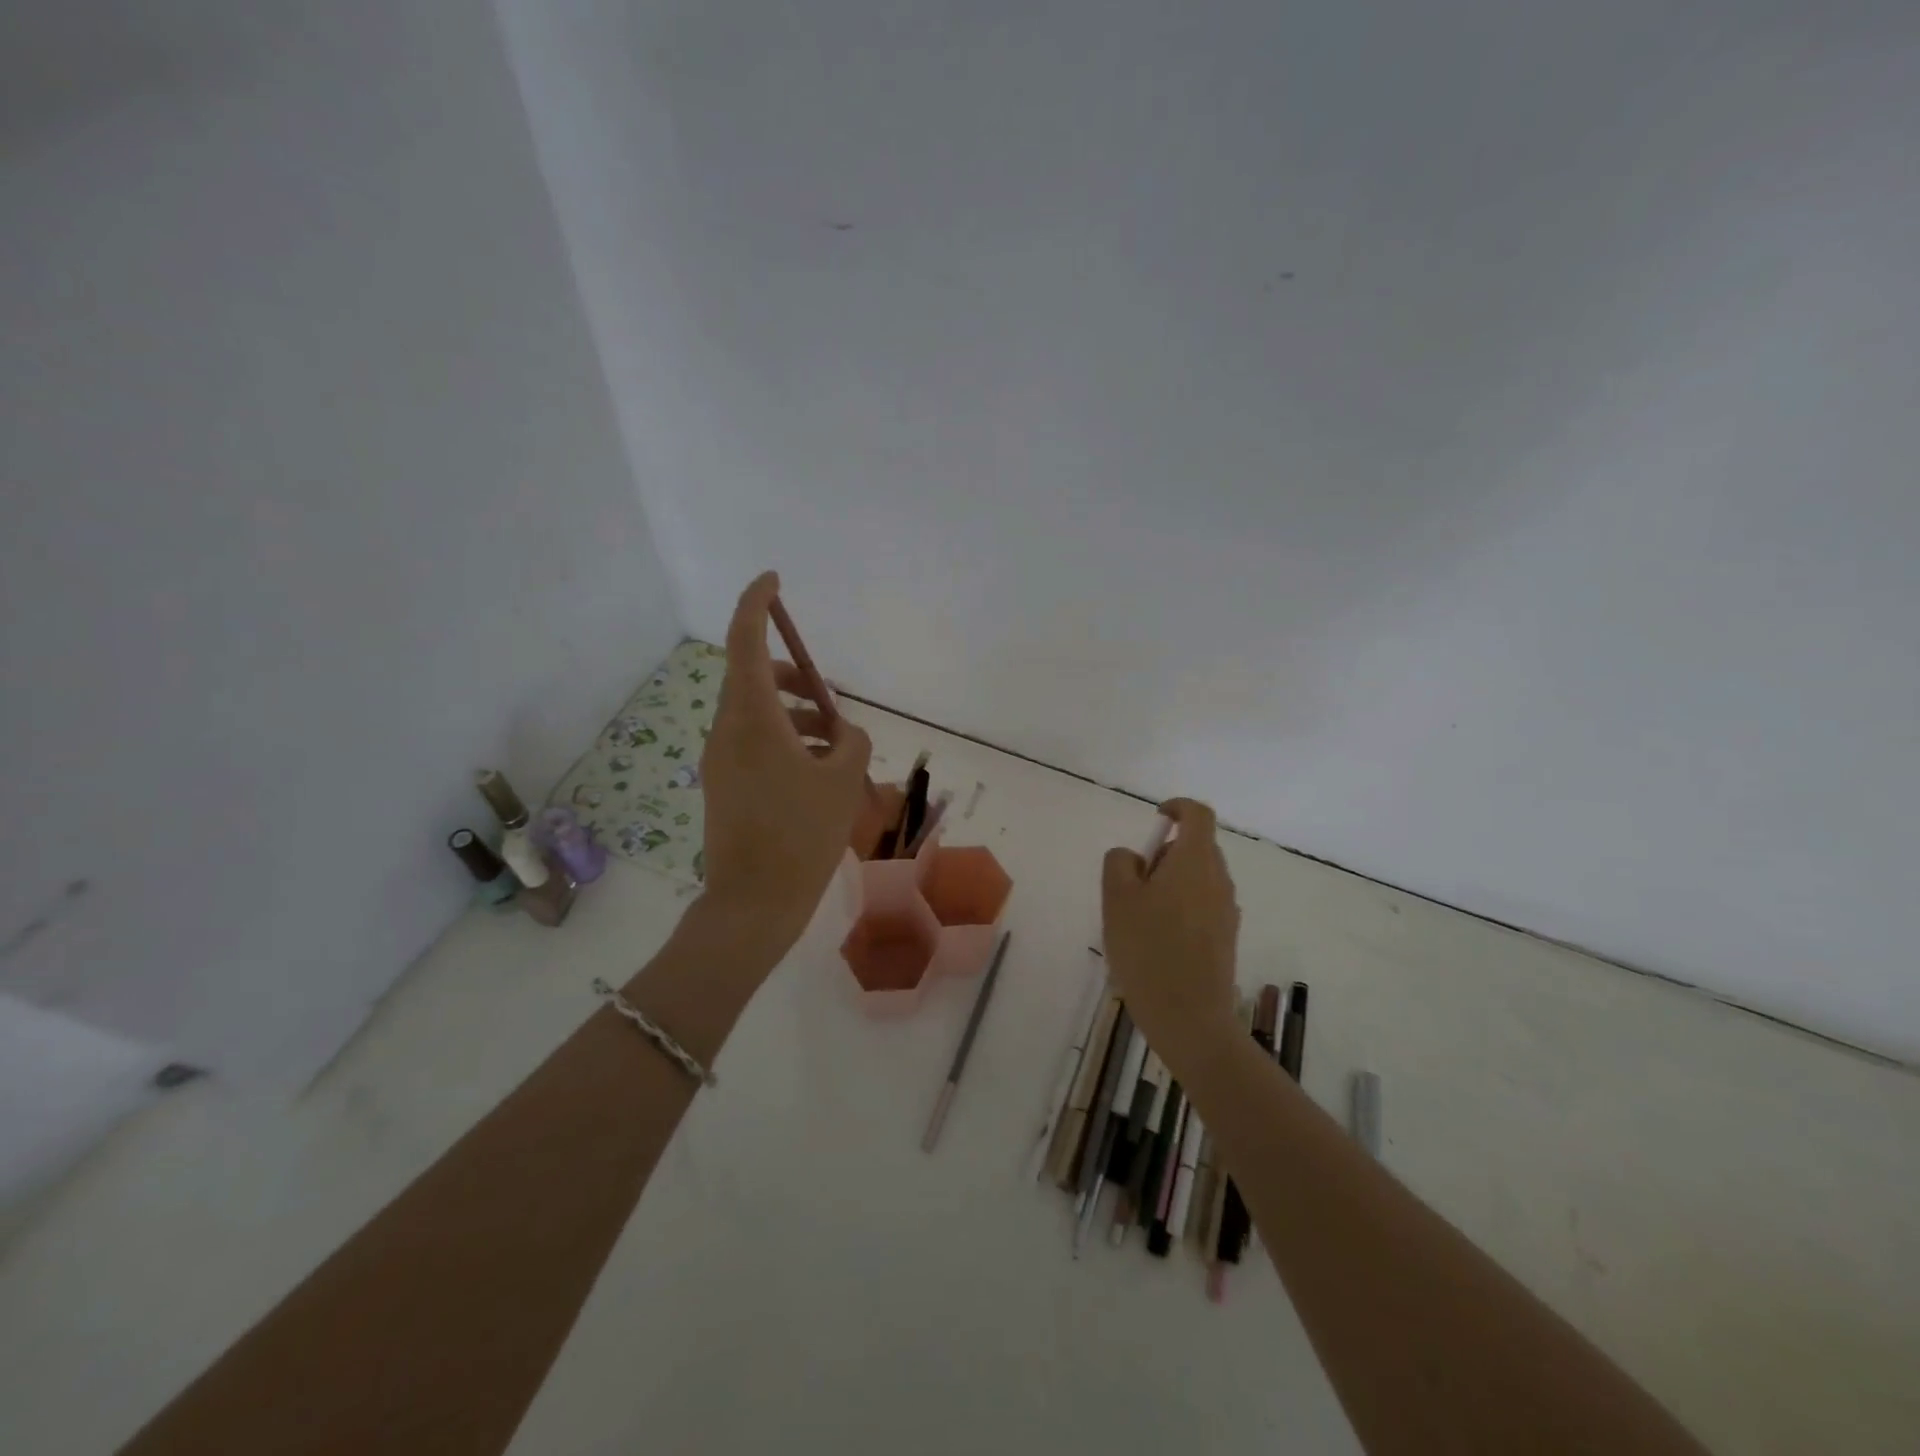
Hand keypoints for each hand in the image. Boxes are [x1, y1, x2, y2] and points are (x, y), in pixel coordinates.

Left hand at [699, 572, 872, 962]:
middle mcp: (727, 730)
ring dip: (795, 714)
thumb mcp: (843, 781)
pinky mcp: (723, 784)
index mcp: (752, 718)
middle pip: (752, 677)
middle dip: (792, 677)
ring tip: (836, 746)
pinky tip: (817, 772)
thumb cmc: (801, 834)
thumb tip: (843, 733)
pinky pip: (754, 742)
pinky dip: (785, 740)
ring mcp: (721, 759)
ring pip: (756, 713)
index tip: (773, 580)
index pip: (745, 640)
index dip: (756, 603)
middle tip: (829, 699)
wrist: (754, 903)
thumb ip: (852, 741)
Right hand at [1101, 798, 1241, 1069]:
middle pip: (1196, 847)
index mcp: (1195, 861)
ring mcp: (1227, 910)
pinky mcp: (1226, 938)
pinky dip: (1181, 907)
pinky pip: (1203, 905)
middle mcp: (1219, 879)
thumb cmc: (1148, 950)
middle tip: (1133, 883)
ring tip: (1139, 918)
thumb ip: (1120, 863)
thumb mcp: (1117, 899)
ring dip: (1170, 883)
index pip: (1197, 814)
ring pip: (1198, 878)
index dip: (1176, 807)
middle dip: (1164, 853)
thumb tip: (1134, 857)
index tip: (1154, 819)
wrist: (1189, 1018)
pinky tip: (1157, 942)